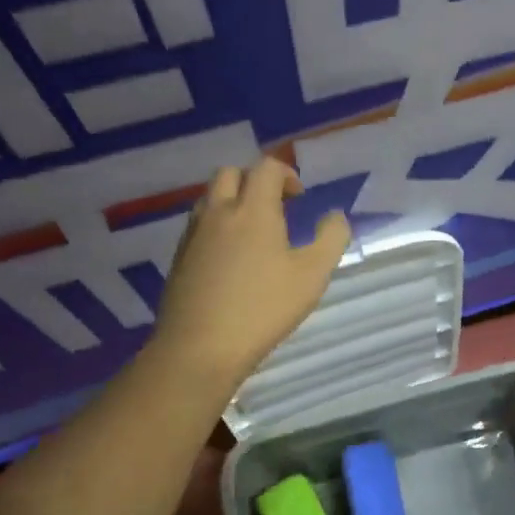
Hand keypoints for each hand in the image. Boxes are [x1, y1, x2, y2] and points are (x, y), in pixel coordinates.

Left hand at [148, 158, 351, 392]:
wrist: (199, 347)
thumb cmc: (263, 308)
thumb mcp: (313, 276)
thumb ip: (331, 239)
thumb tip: (335, 216)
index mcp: (252, 209)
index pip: (266, 167)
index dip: (286, 174)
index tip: (299, 198)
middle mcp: (218, 212)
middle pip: (230, 173)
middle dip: (254, 180)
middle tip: (275, 207)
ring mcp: (193, 234)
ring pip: (210, 198)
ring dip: (233, 200)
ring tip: (253, 232)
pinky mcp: (179, 257)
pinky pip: (199, 225)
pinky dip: (217, 225)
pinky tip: (231, 259)